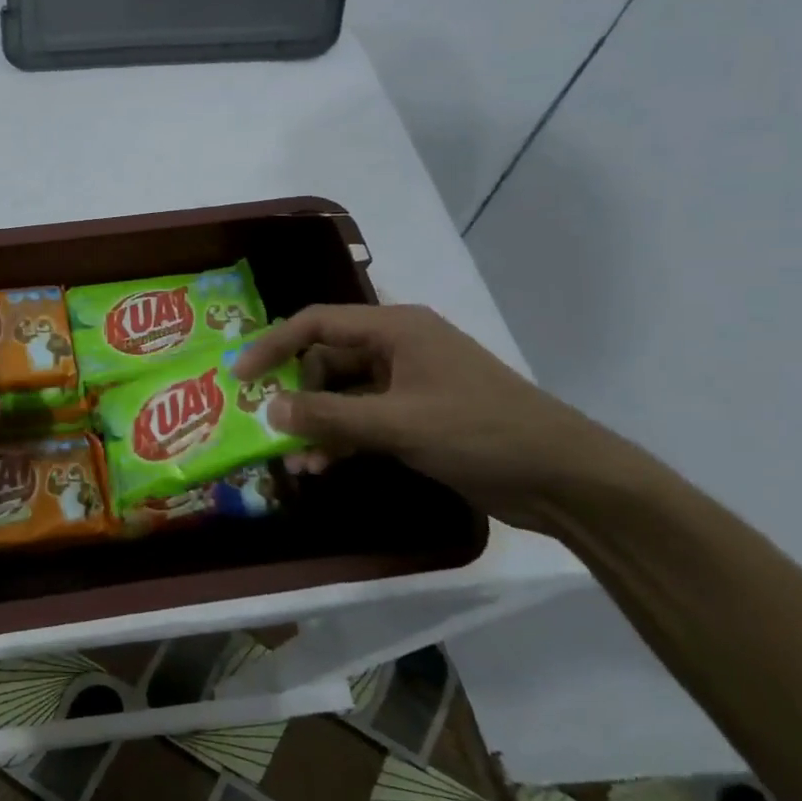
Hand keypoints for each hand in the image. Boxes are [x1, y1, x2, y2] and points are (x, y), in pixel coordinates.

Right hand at [231, 303, 624, 527]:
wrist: (562, 477)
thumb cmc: (479, 431)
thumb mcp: (397, 423)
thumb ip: (329, 416)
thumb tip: (269, 409)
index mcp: (395, 329)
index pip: (317, 323)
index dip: (273, 344)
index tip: (239, 375)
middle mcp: (397, 348)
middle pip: (326, 361)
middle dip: (296, 396)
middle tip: (269, 426)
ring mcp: (408, 384)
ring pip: (342, 396)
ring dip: (316, 425)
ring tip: (295, 461)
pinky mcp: (416, 417)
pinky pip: (363, 420)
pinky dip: (341, 440)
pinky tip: (322, 467)